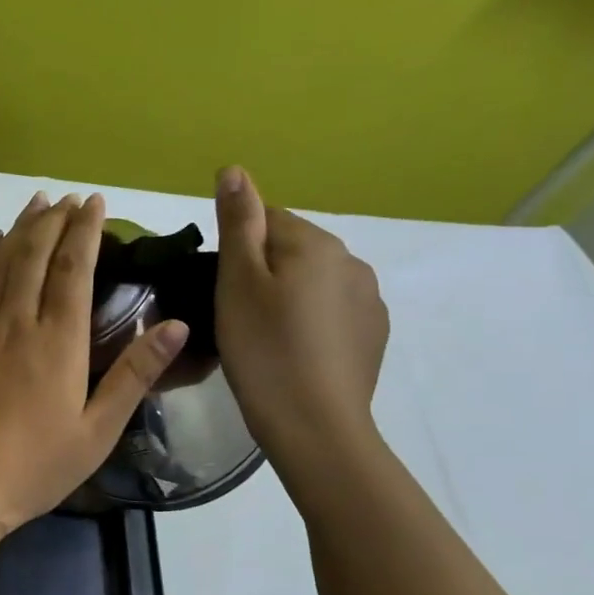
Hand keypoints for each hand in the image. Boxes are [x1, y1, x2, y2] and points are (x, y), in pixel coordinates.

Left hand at [0, 191, 190, 535]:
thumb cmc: (34, 465)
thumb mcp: (97, 430)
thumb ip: (133, 375)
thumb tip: (176, 326)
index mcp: (58, 341)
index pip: (74, 269)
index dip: (85, 231)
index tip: (94, 203)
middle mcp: (18, 321)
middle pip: (36, 255)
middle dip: (55, 220)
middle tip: (69, 197)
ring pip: (3, 262)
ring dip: (21, 228)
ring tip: (36, 202)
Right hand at [213, 166, 388, 469]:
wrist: (314, 425)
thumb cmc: (263, 349)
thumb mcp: (237, 283)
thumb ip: (238, 223)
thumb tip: (234, 169)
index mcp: (315, 243)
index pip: (266, 220)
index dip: (236, 250)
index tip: (219, 288)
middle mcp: (352, 261)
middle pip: (292, 249)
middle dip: (263, 271)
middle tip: (235, 316)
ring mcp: (370, 299)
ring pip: (313, 282)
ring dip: (288, 296)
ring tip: (263, 338)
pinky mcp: (373, 334)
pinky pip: (332, 311)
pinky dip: (310, 322)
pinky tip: (293, 353)